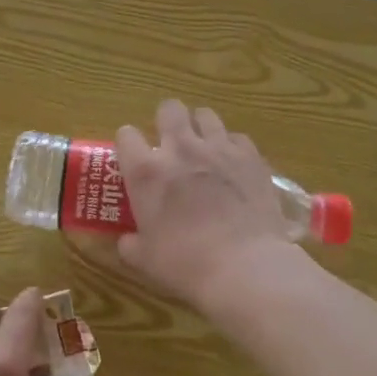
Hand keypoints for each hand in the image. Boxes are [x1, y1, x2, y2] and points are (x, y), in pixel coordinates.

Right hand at [116, 100, 305, 313]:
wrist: (245, 267)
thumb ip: (131, 244)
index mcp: (146, 171)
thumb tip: (127, 241)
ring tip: (205, 150)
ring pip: (205, 115)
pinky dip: (232, 147)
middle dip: (167, 120)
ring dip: (201, 128)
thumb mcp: (146, 260)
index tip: (133, 159)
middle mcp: (180, 148)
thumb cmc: (186, 264)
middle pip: (169, 108)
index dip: (129, 144)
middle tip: (171, 144)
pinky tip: (234, 167)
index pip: (126, 134)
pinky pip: (237, 137)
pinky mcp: (250, 156)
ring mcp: (218, 148)